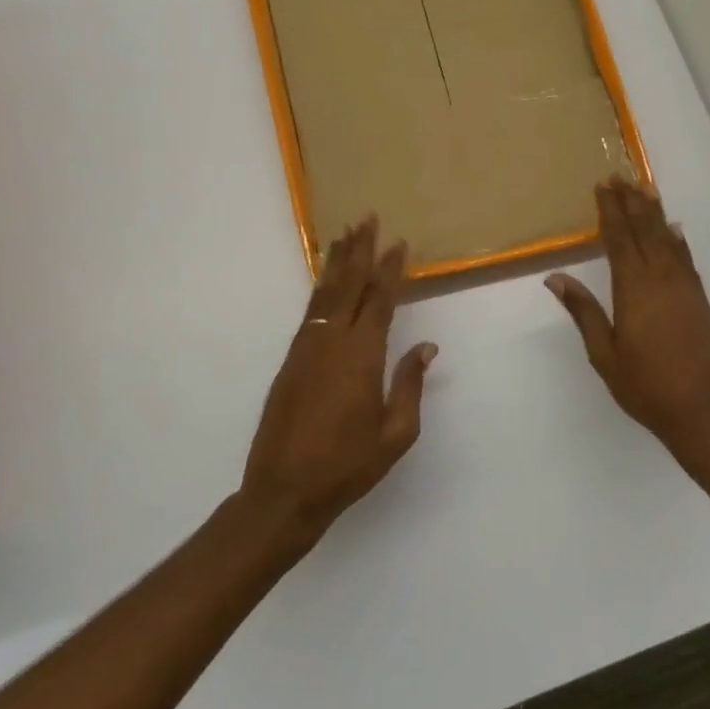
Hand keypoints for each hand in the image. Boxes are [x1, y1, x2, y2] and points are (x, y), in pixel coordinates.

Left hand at [241, 218, 437, 543]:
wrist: (283, 490)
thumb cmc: (348, 465)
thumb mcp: (396, 433)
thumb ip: (410, 384)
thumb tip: (426, 346)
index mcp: (362, 356)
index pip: (380, 300)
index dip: (391, 270)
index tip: (400, 243)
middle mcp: (331, 341)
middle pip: (348, 285)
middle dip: (360, 250)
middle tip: (367, 218)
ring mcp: (306, 348)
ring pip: (325, 293)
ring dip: (336, 262)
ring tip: (344, 234)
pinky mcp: (290, 360)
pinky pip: (310, 311)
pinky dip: (321, 288)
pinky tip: (326, 280)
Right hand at [546, 179, 709, 472]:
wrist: (703, 411)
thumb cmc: (645, 386)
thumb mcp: (604, 354)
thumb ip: (584, 311)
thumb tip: (555, 277)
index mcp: (634, 289)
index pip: (619, 239)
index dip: (610, 211)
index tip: (602, 186)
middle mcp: (662, 279)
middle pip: (645, 230)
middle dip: (631, 202)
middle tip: (620, 176)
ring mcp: (685, 287)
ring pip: (668, 239)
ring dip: (655, 213)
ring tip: (644, 189)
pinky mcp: (700, 299)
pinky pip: (686, 258)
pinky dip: (678, 239)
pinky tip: (675, 230)